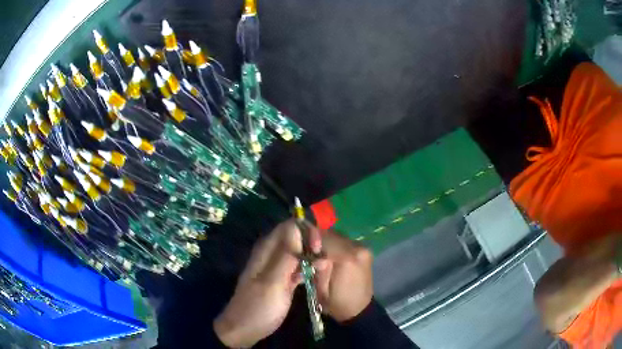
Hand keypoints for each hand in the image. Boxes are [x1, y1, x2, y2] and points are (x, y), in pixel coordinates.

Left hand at [213, 219, 320, 347]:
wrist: (245, 328)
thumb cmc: (258, 307)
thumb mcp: (272, 283)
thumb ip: (286, 256)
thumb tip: (297, 227)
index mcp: (267, 250)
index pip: (289, 227)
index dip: (306, 232)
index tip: (318, 248)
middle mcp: (272, 254)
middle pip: (297, 238)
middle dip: (313, 244)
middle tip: (323, 262)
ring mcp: (278, 267)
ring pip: (300, 252)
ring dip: (313, 257)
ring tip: (323, 270)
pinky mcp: (284, 279)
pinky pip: (299, 267)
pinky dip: (309, 269)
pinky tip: (317, 276)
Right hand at [314, 229, 373, 321]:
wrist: (359, 311)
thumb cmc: (337, 304)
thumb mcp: (320, 291)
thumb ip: (318, 269)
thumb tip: (314, 254)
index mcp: (347, 259)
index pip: (324, 238)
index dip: (310, 240)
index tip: (301, 246)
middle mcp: (357, 248)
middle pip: (332, 234)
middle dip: (318, 240)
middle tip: (307, 250)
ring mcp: (363, 248)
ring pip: (338, 236)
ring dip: (326, 242)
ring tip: (317, 253)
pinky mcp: (365, 250)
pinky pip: (345, 242)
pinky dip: (335, 245)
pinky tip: (329, 255)